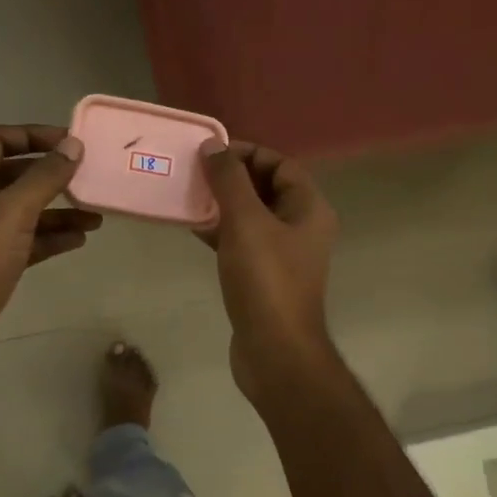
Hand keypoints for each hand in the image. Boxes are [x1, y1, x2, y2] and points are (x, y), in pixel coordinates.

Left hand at [0, 125, 96, 391]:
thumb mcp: (11, 213)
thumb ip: (44, 178)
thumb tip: (73, 145)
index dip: (33, 135)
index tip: (72, 142)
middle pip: (13, 175)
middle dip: (51, 176)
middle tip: (90, 176)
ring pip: (23, 212)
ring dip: (58, 210)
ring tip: (97, 215)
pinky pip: (25, 241)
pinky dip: (50, 238)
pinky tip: (80, 240)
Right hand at [199, 140, 339, 400]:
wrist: (274, 350)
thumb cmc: (265, 281)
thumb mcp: (246, 222)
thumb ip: (229, 180)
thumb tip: (214, 146)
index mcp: (309, 209)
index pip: (280, 164)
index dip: (247, 153)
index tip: (211, 153)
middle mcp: (301, 227)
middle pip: (266, 189)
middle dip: (231, 178)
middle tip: (194, 173)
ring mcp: (283, 255)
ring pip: (251, 216)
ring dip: (222, 204)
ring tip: (188, 196)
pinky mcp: (264, 278)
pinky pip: (242, 242)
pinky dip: (221, 232)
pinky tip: (193, 228)